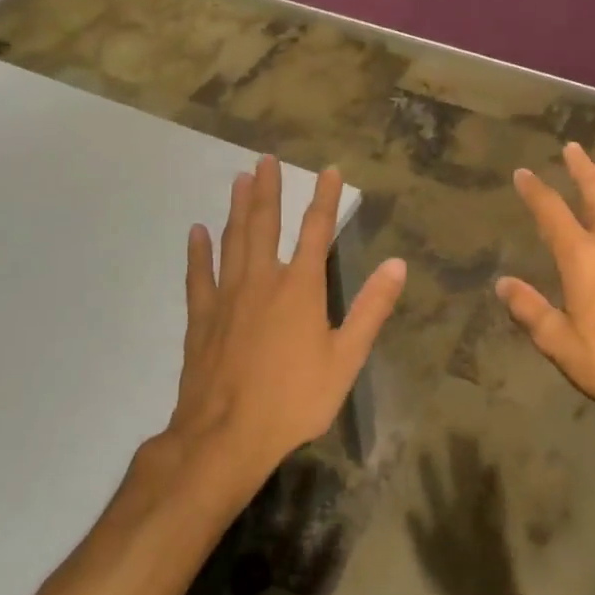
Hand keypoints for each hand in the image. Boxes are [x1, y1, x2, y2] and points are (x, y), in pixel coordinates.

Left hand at [160, 155, 405, 497]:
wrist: (227, 435)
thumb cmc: (295, 399)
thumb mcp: (346, 358)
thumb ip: (371, 308)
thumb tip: (397, 264)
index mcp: (301, 288)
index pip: (316, 231)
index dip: (324, 198)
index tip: (329, 170)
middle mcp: (262, 281)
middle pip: (264, 224)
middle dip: (267, 190)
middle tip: (265, 159)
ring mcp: (227, 297)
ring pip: (232, 241)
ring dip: (236, 208)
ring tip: (238, 179)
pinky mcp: (201, 318)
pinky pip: (198, 275)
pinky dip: (198, 252)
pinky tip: (197, 232)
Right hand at [407, 435, 517, 594]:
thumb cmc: (458, 588)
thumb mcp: (431, 566)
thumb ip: (421, 538)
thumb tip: (410, 510)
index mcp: (446, 524)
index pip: (435, 491)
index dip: (429, 471)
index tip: (424, 449)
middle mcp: (465, 515)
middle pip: (459, 480)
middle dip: (457, 455)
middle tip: (456, 431)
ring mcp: (484, 518)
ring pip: (477, 482)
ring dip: (474, 461)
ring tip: (472, 439)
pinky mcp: (499, 524)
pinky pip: (496, 496)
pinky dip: (494, 480)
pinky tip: (494, 464)